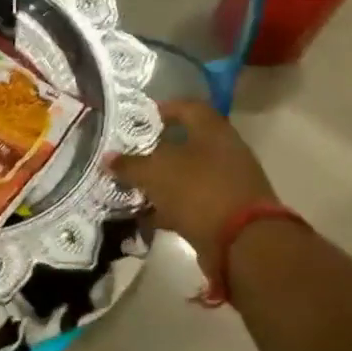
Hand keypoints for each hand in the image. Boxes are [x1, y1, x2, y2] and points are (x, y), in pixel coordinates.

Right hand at [110, 101, 278, 277]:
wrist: (244, 243)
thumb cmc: (198, 191)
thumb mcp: (155, 173)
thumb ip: (129, 164)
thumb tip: (107, 158)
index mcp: (212, 132)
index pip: (188, 107)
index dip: (163, 109)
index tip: (139, 118)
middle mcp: (225, 152)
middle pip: (186, 143)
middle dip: (155, 150)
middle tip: (129, 155)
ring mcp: (228, 183)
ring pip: (187, 174)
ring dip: (161, 181)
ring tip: (132, 187)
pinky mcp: (227, 211)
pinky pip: (192, 201)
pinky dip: (171, 206)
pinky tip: (147, 215)